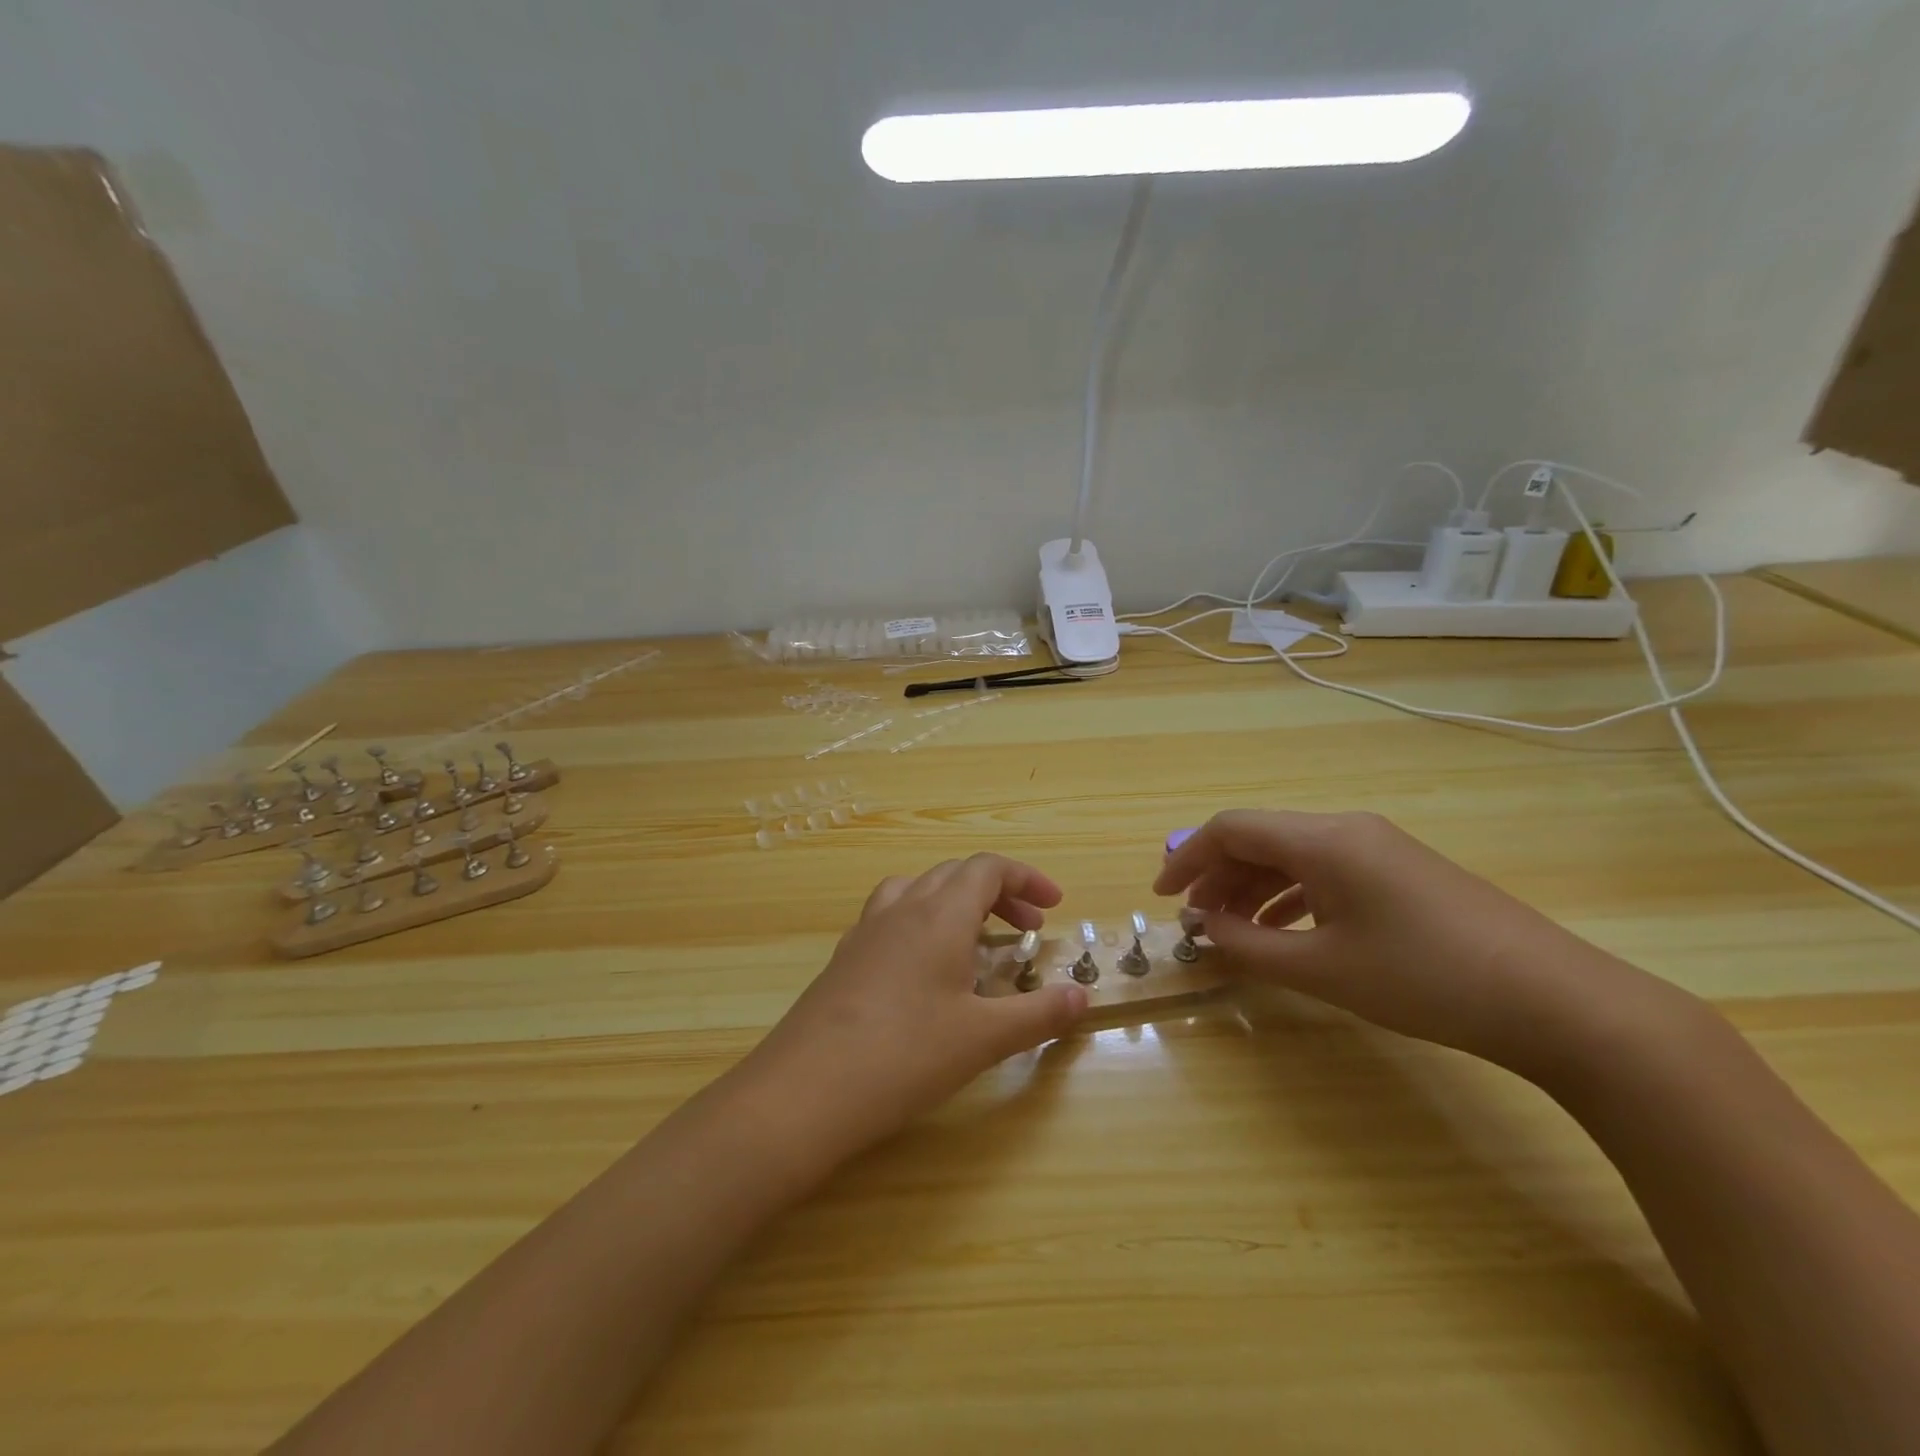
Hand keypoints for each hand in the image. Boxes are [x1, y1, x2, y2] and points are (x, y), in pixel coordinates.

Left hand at [729, 854, 1087, 1167]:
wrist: (806, 1090)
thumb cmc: (906, 1055)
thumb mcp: (983, 1038)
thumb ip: (1038, 1014)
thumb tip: (1082, 997)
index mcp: (940, 914)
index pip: (988, 869)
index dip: (1026, 877)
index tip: (1054, 904)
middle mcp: (902, 909)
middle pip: (955, 874)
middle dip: (997, 892)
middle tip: (1026, 926)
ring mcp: (866, 931)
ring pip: (917, 889)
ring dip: (954, 901)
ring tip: (974, 938)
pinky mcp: (844, 958)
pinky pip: (890, 917)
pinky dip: (920, 923)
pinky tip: (923, 969)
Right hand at [1155, 809, 1653, 1075]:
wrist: (1556, 1001)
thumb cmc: (1425, 978)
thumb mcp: (1323, 969)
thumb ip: (1250, 947)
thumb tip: (1204, 931)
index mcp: (1323, 839)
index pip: (1231, 828)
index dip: (1187, 858)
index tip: (1163, 899)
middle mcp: (1347, 830)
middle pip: (1260, 838)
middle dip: (1217, 877)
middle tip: (1196, 923)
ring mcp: (1380, 849)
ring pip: (1292, 856)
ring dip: (1252, 889)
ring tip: (1232, 932)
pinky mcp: (1402, 874)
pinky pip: (1326, 872)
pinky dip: (1291, 897)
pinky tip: (1286, 933)